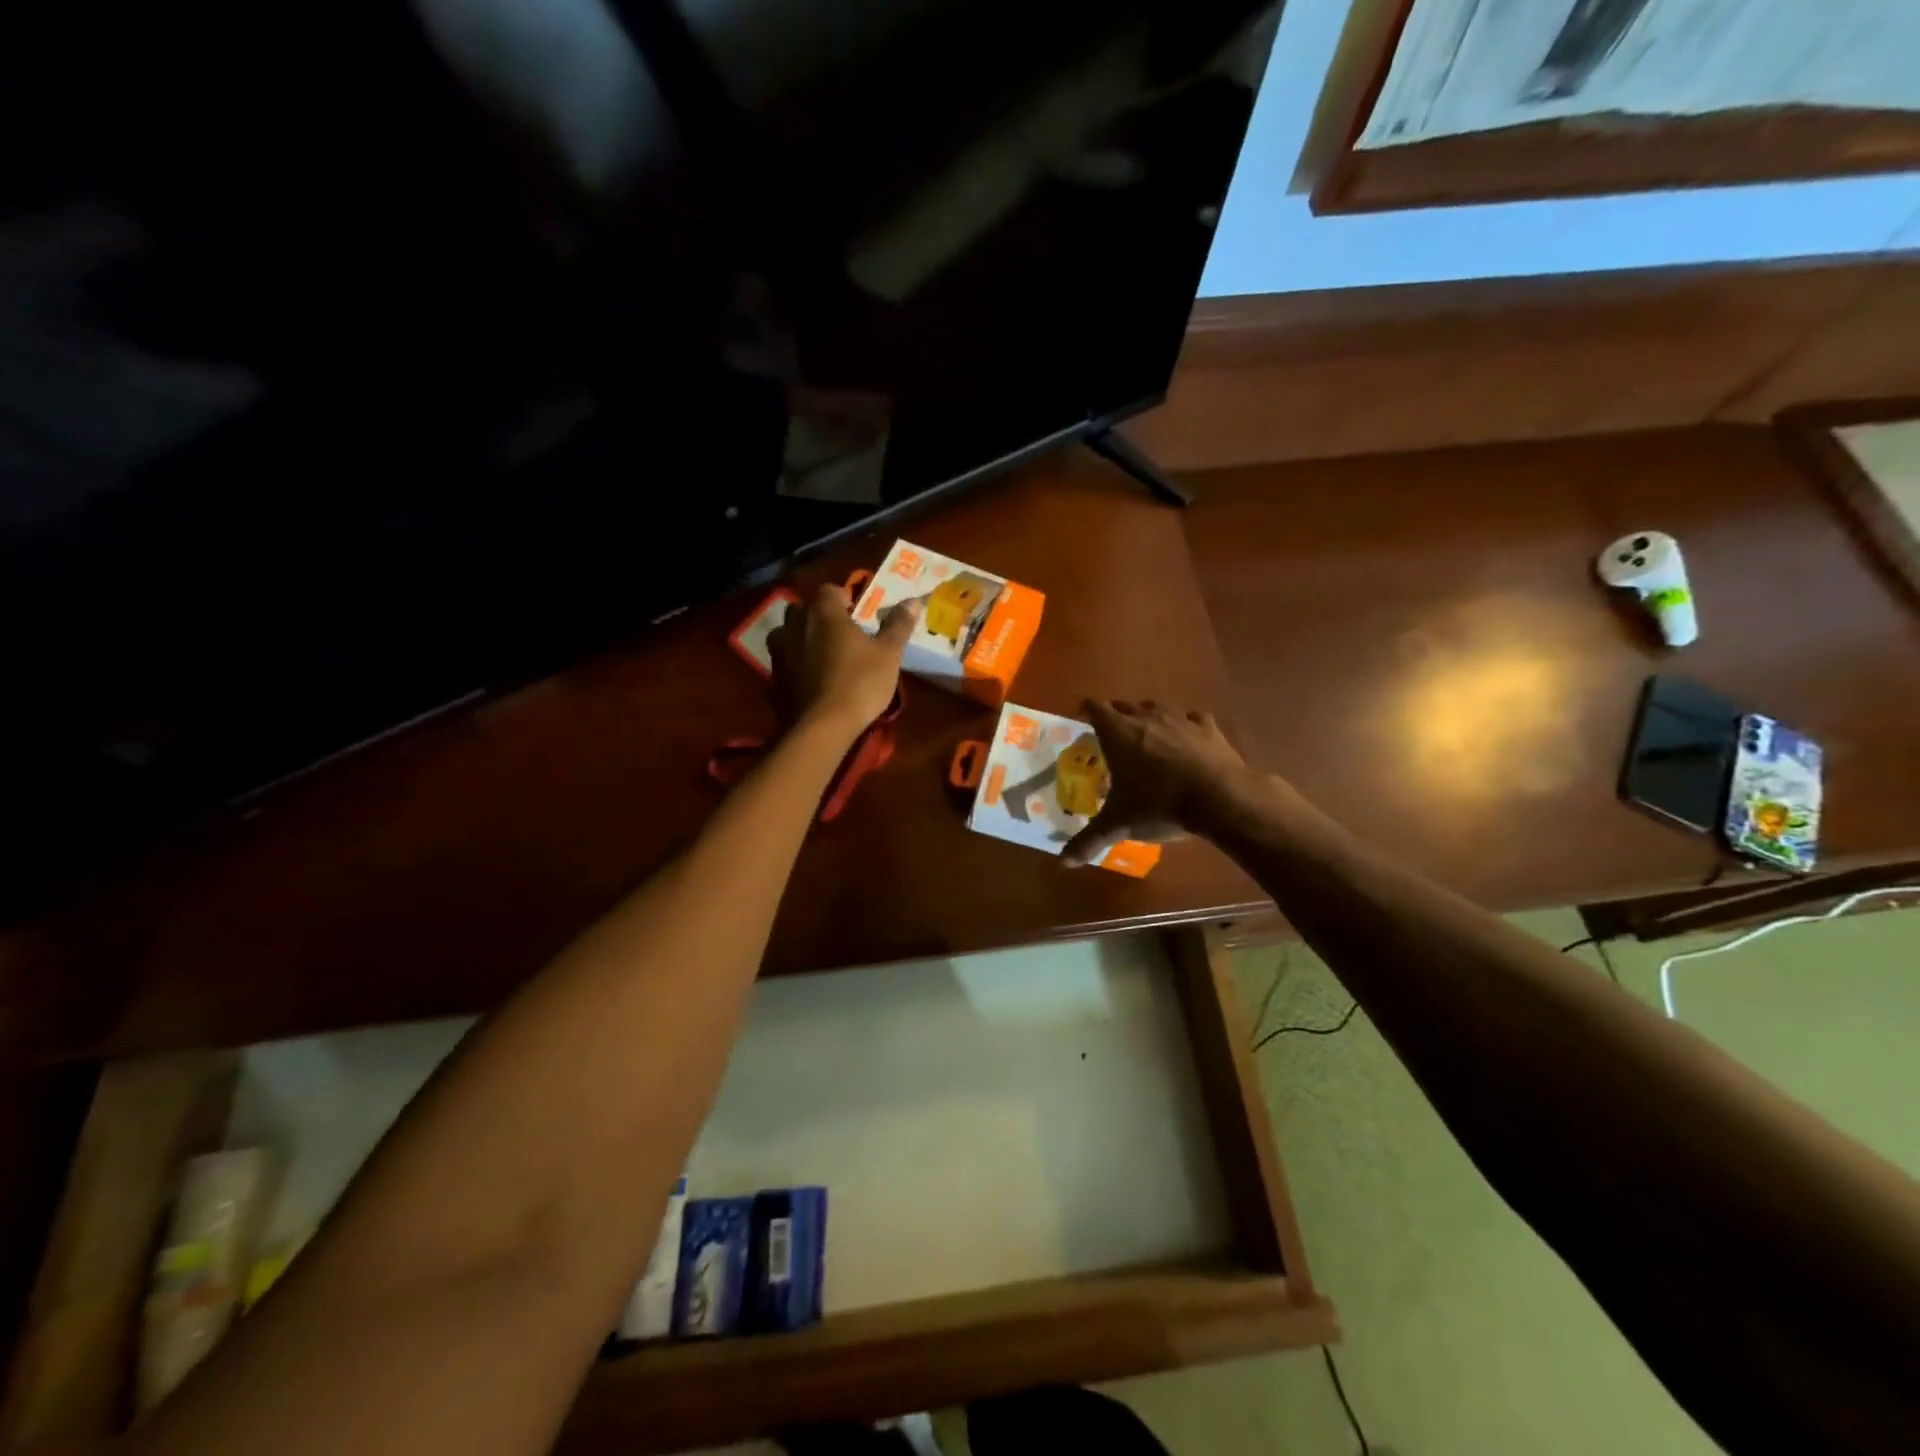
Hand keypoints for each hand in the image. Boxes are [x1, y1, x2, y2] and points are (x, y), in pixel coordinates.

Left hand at [768, 584, 918, 738]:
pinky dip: (796, 664)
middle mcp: (795, 623)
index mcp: (823, 611)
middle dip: (822, 617)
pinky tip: (812, 679)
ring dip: (804, 638)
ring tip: (825, 656)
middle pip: (806, 609)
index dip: (845, 598)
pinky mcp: (773, 677)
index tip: (859, 615)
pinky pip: (785, 660)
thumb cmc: (860, 683)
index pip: (831, 589)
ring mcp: (779, 650)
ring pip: (790, 633)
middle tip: (844, 635)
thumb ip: (898, 624)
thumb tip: (913, 600)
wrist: (822, 727)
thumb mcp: (889, 654)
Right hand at [1063, 700, 1250, 866]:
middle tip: (1113, 739)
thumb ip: (1089, 840)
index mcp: (1118, 733)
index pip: (1094, 708)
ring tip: (1148, 738)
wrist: (1219, 799)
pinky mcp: (1208, 727)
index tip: (1083, 722)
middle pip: (1124, 706)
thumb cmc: (1159, 805)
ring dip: (1149, 718)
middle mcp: (1146, 717)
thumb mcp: (1120, 825)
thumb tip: (1064, 862)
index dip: (1086, 712)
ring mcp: (1180, 718)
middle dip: (1117, 717)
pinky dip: (1186, 727)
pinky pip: (1192, 718)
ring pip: (1157, 707)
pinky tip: (1187, 742)